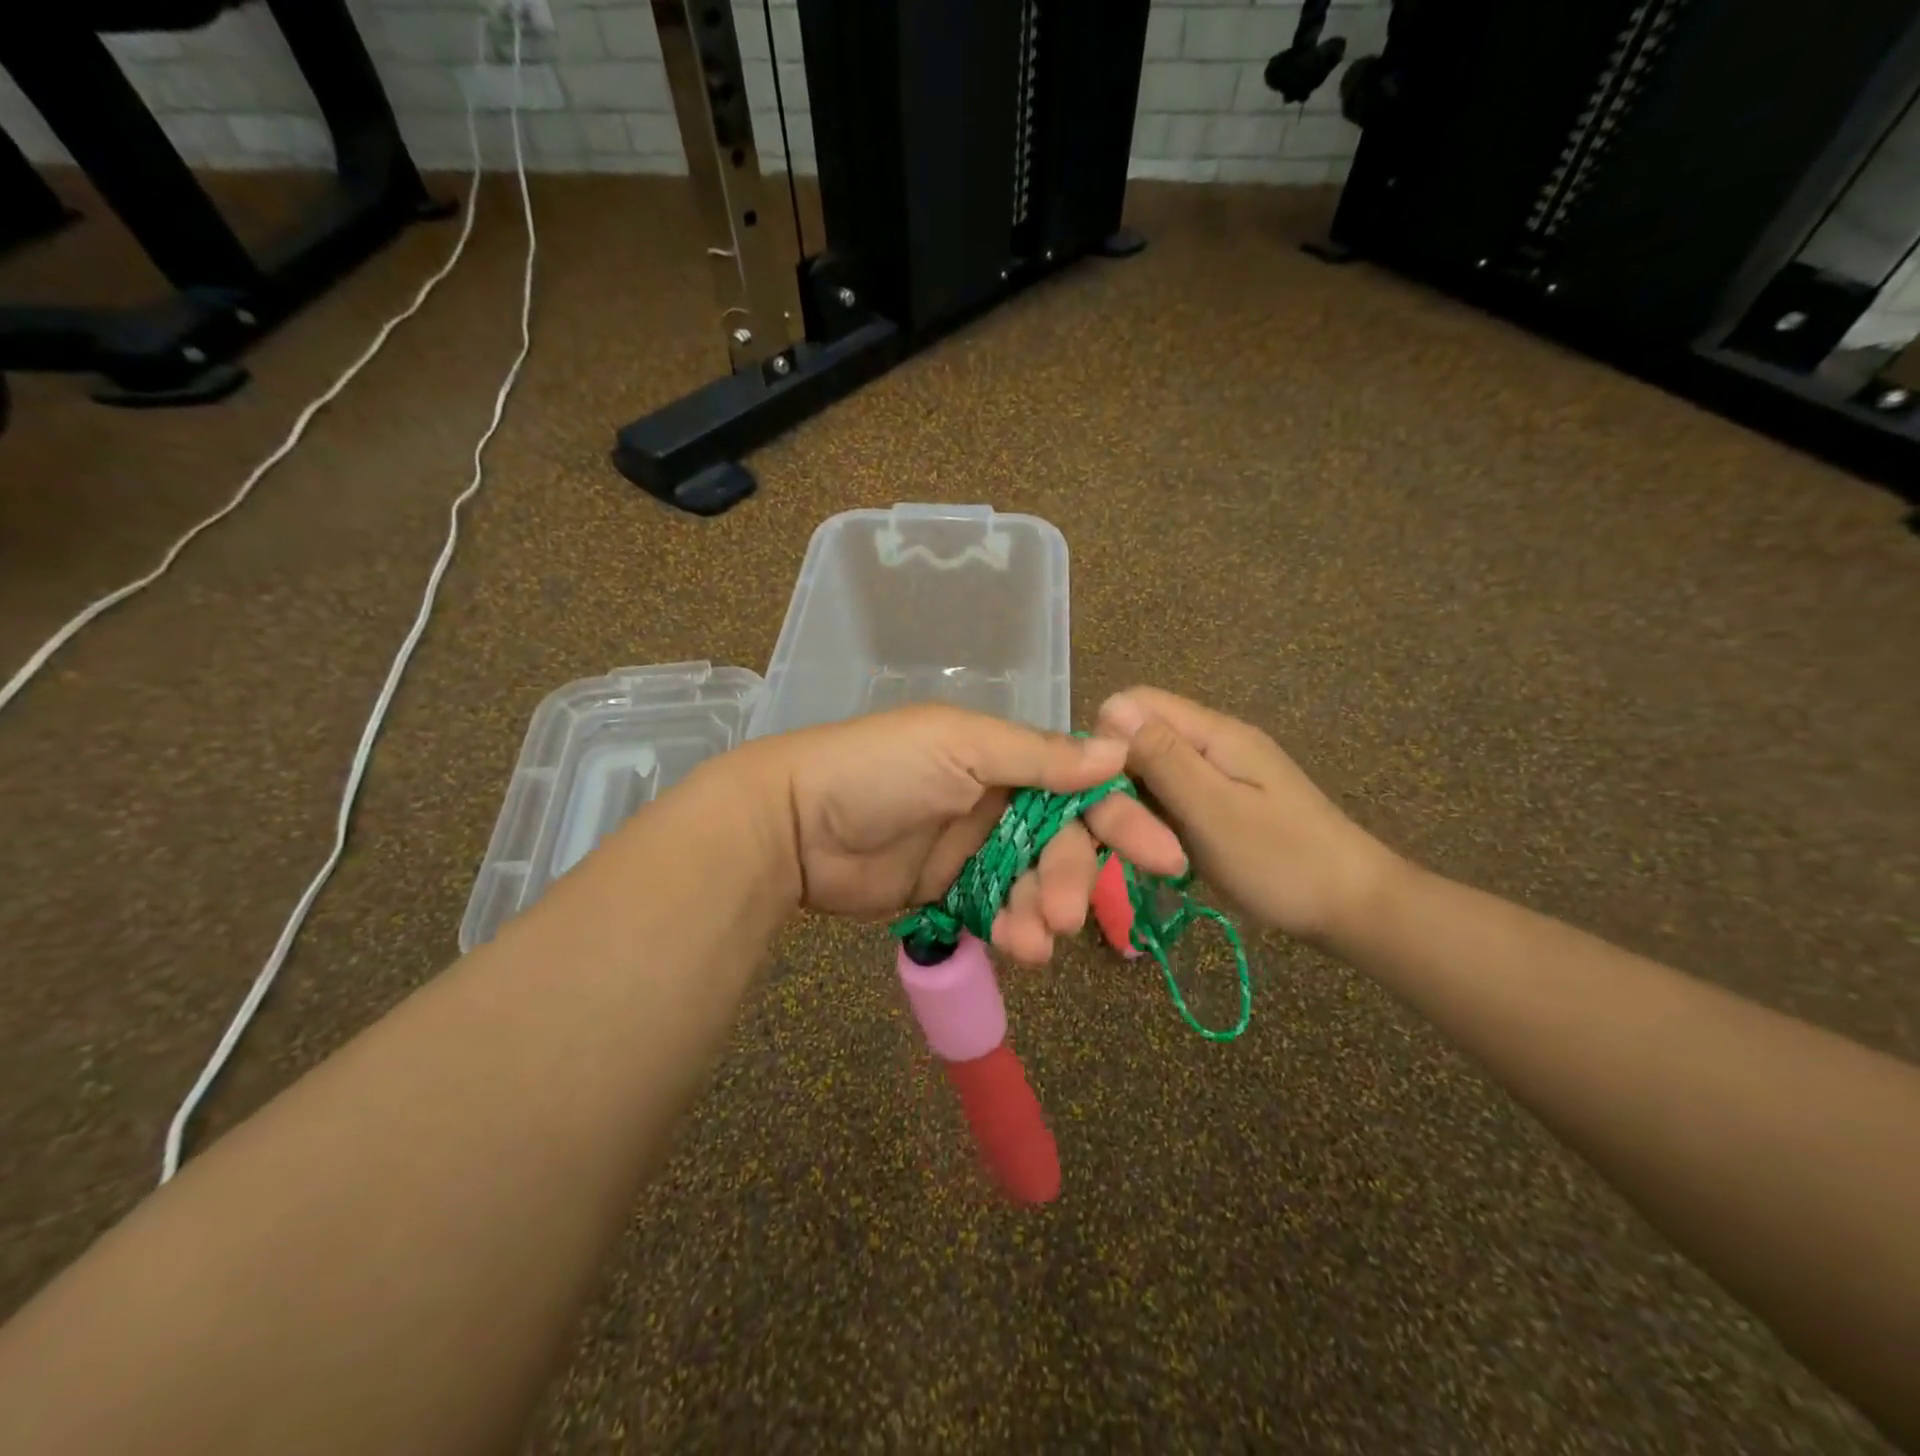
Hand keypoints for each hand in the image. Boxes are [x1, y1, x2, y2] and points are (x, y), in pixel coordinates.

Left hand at [722, 705, 1188, 964]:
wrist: (793, 824)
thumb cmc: (879, 770)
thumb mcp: (959, 747)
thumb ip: (1037, 756)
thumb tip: (1117, 752)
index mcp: (1003, 757)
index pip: (1079, 786)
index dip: (1120, 818)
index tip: (1163, 856)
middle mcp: (996, 801)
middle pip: (1061, 843)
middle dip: (1071, 878)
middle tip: (1066, 914)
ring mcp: (972, 850)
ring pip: (1032, 885)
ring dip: (1040, 913)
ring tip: (1031, 940)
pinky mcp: (948, 892)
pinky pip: (996, 913)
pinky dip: (1010, 931)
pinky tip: (1012, 947)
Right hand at [1095, 687, 1400, 943]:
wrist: (1356, 909)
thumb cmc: (1283, 861)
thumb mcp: (1214, 810)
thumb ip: (1162, 758)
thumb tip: (1109, 707)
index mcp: (1214, 733)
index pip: (1134, 704)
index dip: (1105, 740)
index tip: (1101, 792)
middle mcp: (1214, 742)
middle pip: (1140, 737)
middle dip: (1119, 780)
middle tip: (1129, 834)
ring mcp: (1220, 773)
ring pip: (1151, 771)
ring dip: (1138, 805)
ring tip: (1149, 847)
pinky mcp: (1223, 802)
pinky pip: (1171, 796)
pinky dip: (1157, 820)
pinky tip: (1164, 850)